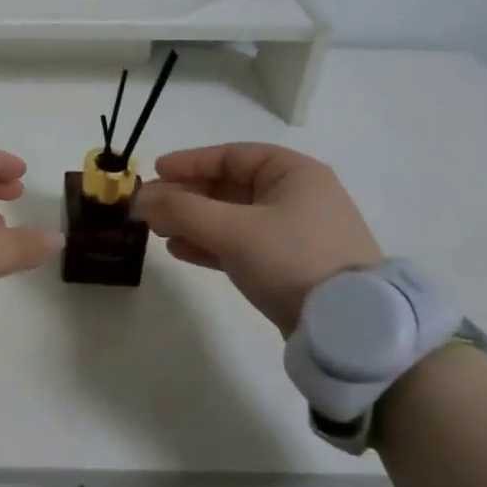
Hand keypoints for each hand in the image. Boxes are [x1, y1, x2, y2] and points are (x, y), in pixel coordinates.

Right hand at [136, 143, 381, 335]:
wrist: (348, 330)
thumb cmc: (292, 259)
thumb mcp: (232, 230)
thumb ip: (181, 210)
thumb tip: (138, 198)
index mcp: (293, 173)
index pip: (231, 156)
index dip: (190, 162)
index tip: (155, 172)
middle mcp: (296, 196)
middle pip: (228, 187)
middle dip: (186, 196)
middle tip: (149, 206)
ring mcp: (294, 232)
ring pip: (230, 217)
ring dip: (192, 221)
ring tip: (157, 231)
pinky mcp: (288, 265)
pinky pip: (239, 244)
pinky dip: (209, 244)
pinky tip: (179, 250)